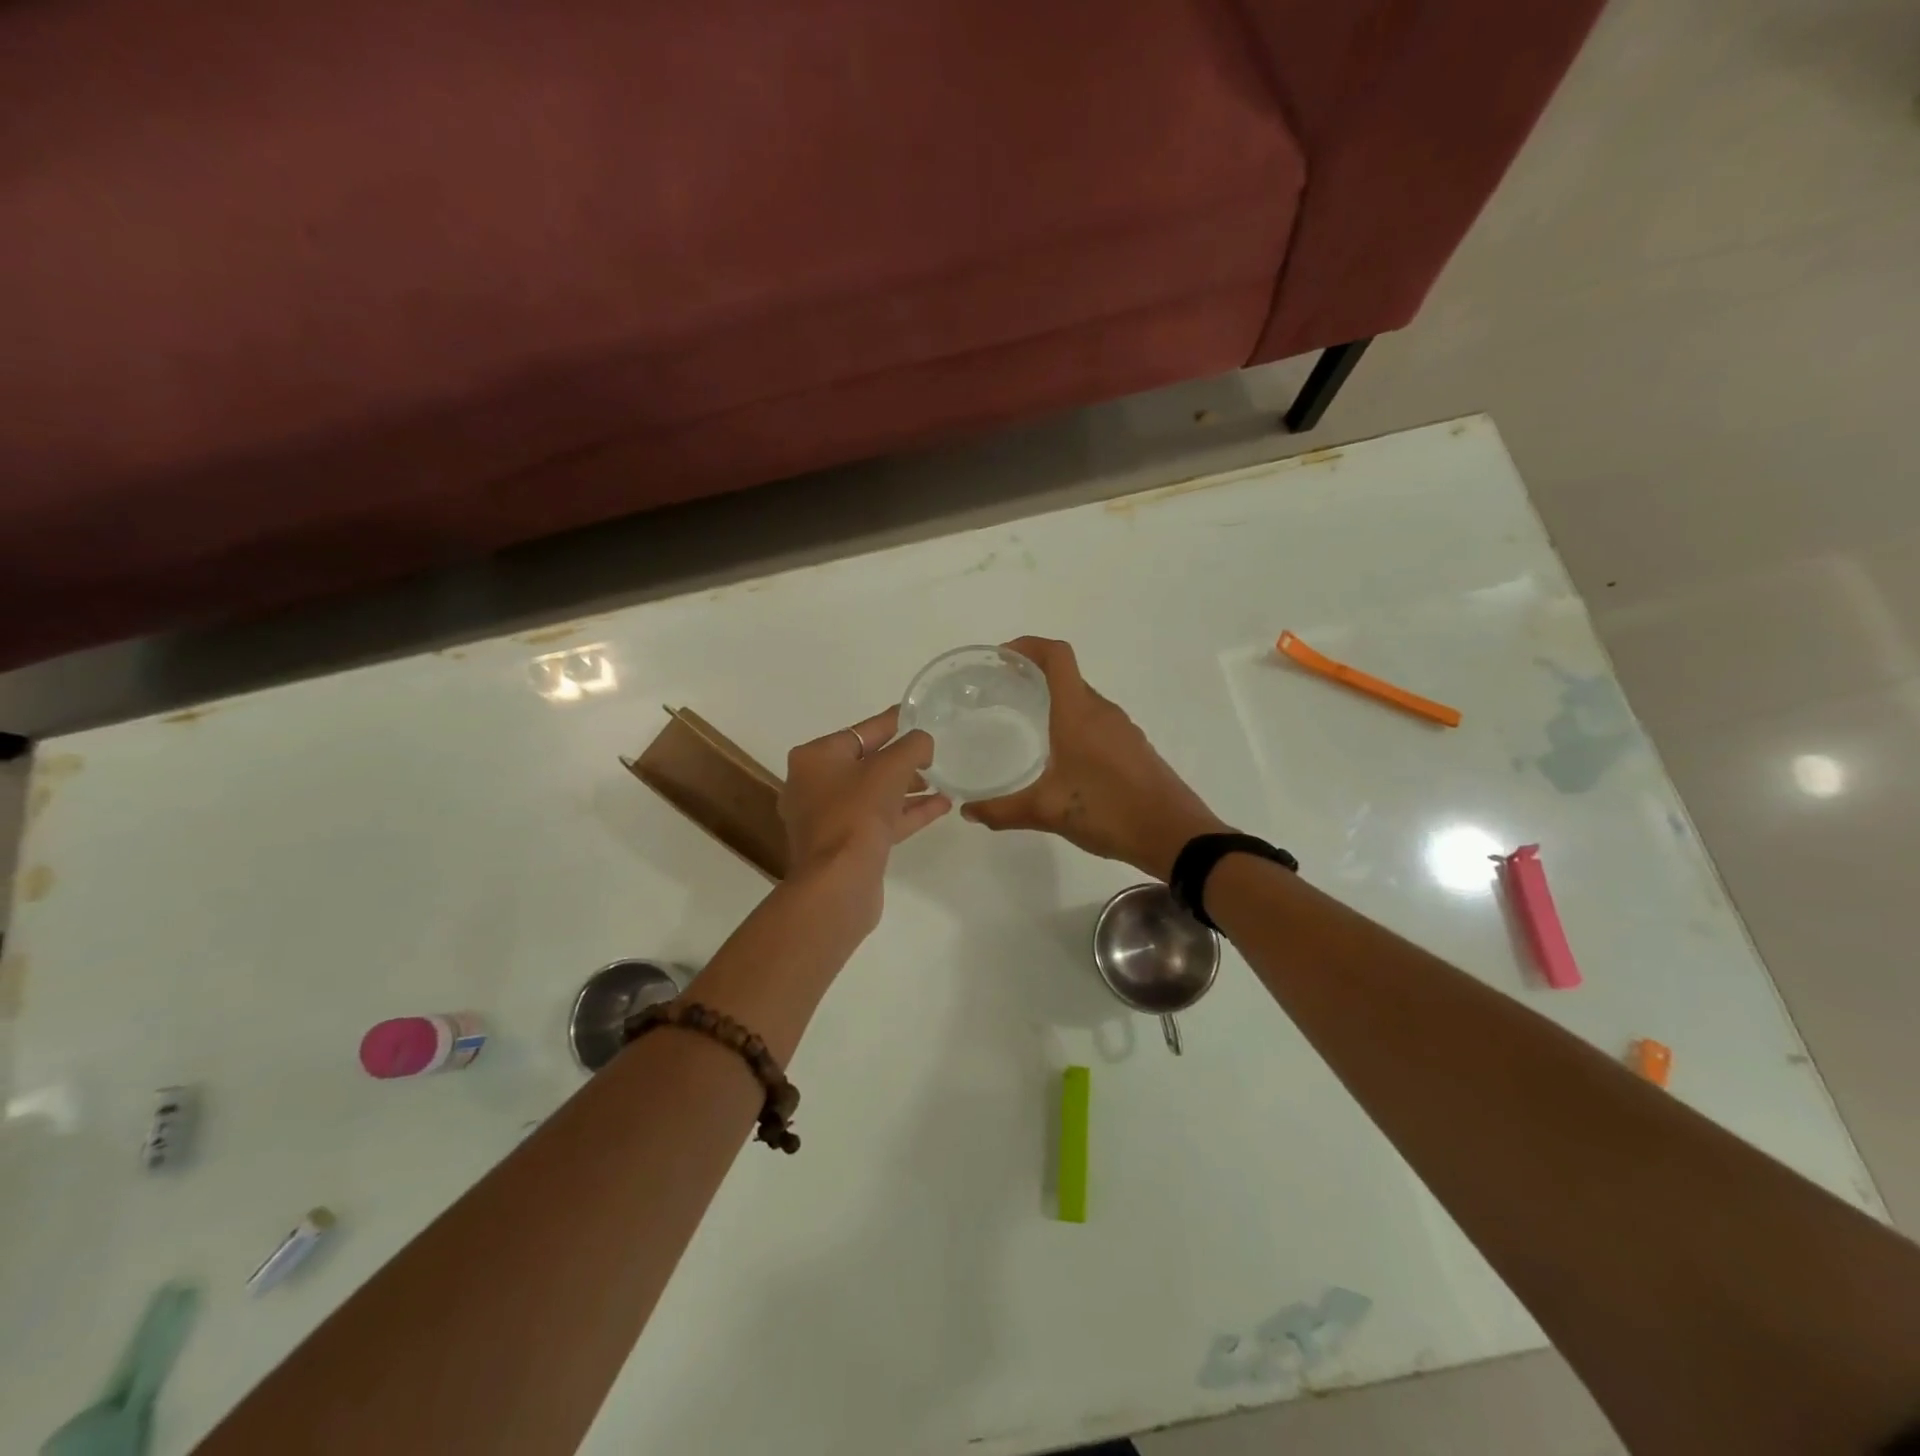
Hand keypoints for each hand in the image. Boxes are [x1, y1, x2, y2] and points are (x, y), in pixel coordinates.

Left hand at [780, 706, 951, 931]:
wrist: (838, 884)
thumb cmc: (857, 814)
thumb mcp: (890, 768)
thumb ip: (913, 746)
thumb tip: (923, 743)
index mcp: (815, 758)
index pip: (862, 731)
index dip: (894, 722)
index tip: (918, 715)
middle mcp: (814, 785)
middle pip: (866, 763)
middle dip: (902, 760)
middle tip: (934, 754)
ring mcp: (827, 819)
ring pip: (874, 795)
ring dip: (908, 788)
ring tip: (943, 781)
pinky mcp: (844, 847)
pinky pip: (879, 820)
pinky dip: (906, 812)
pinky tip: (940, 806)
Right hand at [963, 637, 1227, 878]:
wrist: (1174, 835)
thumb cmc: (1108, 811)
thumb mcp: (1047, 811)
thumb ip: (1003, 810)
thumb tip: (968, 812)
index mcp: (1079, 714)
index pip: (1057, 657)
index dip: (1029, 646)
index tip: (1002, 655)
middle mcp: (1102, 712)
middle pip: (1068, 677)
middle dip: (1035, 675)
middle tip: (1003, 692)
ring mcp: (1123, 730)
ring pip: (1084, 701)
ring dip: (1056, 701)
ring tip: (1027, 721)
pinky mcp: (1134, 749)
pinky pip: (1098, 722)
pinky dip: (1075, 723)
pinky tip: (1062, 756)